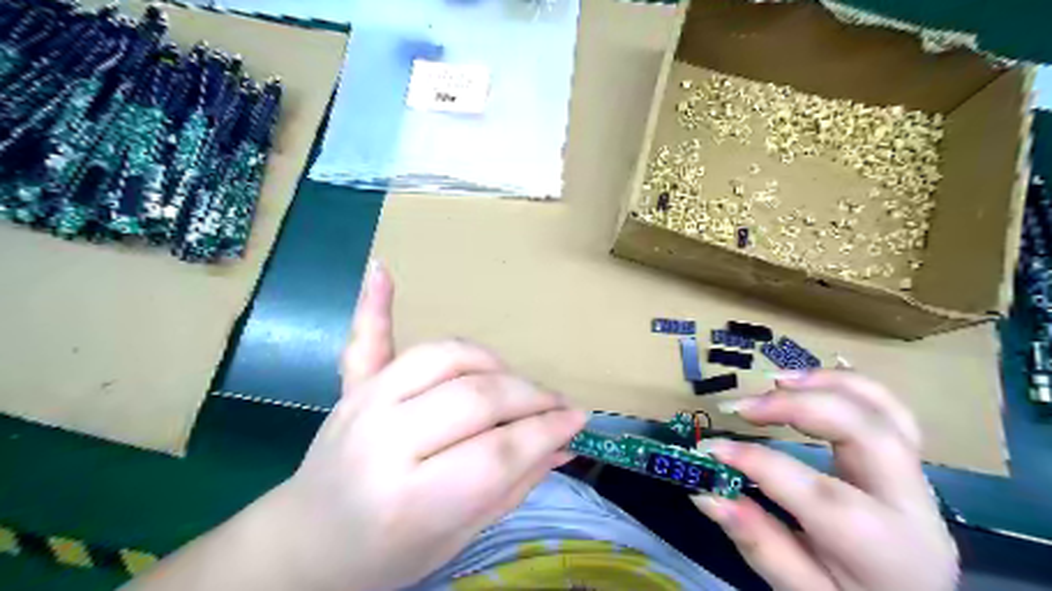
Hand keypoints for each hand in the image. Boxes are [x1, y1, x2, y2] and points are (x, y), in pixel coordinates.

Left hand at [267, 263, 588, 590]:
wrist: (305, 545)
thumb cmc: (386, 556)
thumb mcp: (459, 536)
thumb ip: (515, 485)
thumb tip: (566, 443)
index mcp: (411, 500)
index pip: (498, 452)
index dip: (546, 430)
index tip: (578, 420)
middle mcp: (385, 442)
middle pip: (477, 398)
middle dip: (530, 397)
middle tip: (557, 405)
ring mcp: (364, 404)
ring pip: (445, 358)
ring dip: (492, 364)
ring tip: (514, 382)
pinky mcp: (352, 387)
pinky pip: (366, 339)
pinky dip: (374, 304)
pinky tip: (382, 270)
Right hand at [696, 372, 958, 590]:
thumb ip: (758, 542)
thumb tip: (705, 493)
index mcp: (882, 547)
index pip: (816, 491)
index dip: (756, 462)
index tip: (709, 448)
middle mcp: (910, 504)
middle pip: (864, 430)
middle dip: (796, 406)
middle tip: (742, 407)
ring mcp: (916, 478)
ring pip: (884, 409)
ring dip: (825, 384)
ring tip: (774, 381)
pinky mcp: (908, 463)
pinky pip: (887, 410)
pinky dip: (847, 385)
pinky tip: (809, 380)